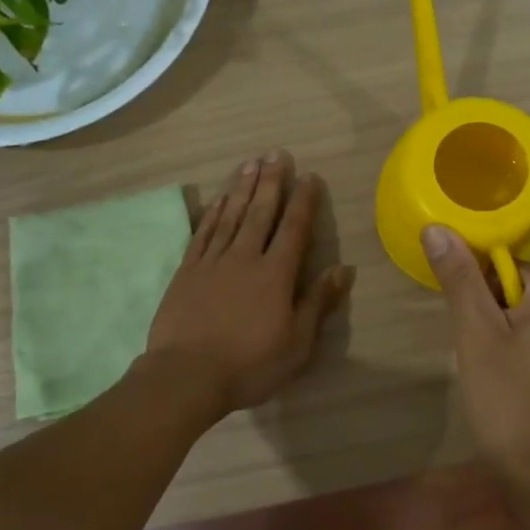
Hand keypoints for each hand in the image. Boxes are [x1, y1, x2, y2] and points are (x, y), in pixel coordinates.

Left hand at [147, 150, 354, 415]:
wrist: (187, 375)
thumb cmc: (249, 364)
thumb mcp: (297, 344)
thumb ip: (318, 303)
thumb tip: (343, 269)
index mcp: (276, 275)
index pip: (293, 229)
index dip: (303, 201)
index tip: (309, 176)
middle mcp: (245, 258)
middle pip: (260, 212)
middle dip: (271, 181)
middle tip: (276, 153)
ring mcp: (212, 262)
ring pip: (230, 216)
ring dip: (242, 188)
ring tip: (250, 163)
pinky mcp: (187, 271)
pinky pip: (203, 233)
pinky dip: (212, 213)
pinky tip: (218, 199)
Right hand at [422, 169, 529, 483]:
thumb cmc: (511, 398)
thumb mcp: (478, 334)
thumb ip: (460, 280)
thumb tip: (438, 230)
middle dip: (515, 228)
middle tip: (479, 199)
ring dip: (501, 264)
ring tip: (462, 240)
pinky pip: (529, 305)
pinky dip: (503, 292)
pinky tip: (470, 291)